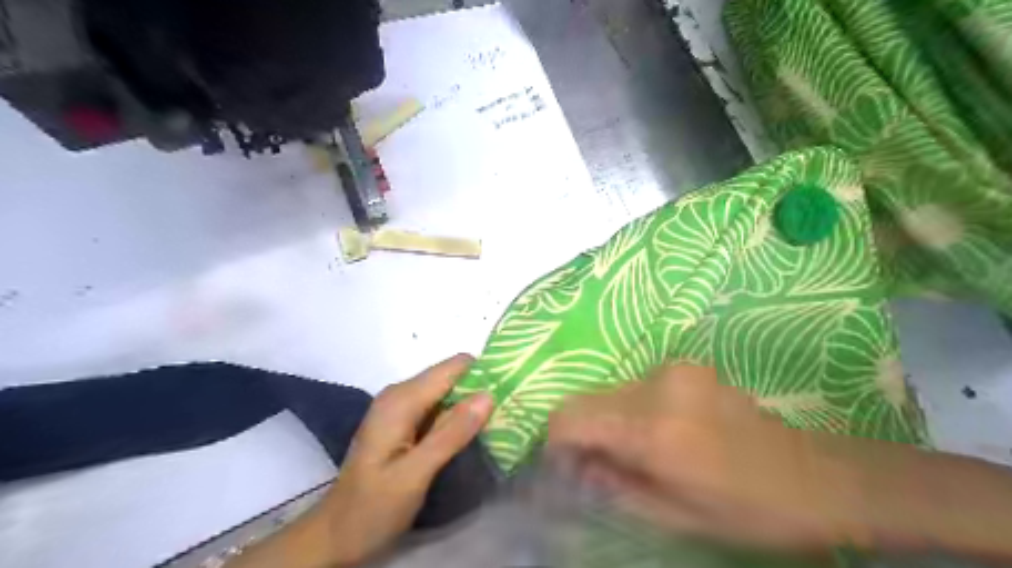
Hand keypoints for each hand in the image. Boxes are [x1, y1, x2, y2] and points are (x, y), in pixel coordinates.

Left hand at [318, 354, 494, 564]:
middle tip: (510, 410)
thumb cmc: (372, 507)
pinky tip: (475, 432)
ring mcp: (401, 408)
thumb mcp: (414, 475)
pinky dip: (458, 416)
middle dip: (479, 389)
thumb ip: (451, 434)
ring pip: (447, 392)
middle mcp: (400, 394)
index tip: (513, 388)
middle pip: (450, 376)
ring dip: (471, 404)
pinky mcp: (404, 423)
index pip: (452, 367)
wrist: (336, 536)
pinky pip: (438, 408)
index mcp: (401, 400)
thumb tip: (488, 395)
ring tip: (500, 420)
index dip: (483, 373)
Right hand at [545, 363, 847, 554]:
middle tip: (598, 464)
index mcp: (654, 429)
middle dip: (582, 431)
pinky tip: (662, 431)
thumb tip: (575, 466)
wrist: (815, 477)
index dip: (555, 440)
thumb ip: (613, 486)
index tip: (563, 465)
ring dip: (609, 419)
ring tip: (636, 451)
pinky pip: (637, 385)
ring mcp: (675, 370)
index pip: (570, 417)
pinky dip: (633, 408)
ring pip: (612, 389)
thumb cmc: (745, 510)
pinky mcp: (687, 365)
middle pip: (588, 399)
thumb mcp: (673, 516)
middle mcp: (658, 387)